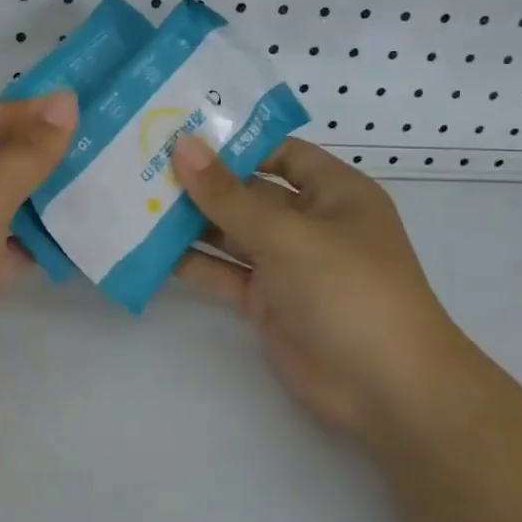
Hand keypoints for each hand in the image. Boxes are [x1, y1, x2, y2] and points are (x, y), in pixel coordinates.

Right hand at [171, 137, 466, 445]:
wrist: (385, 389)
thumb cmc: (347, 289)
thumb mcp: (286, 234)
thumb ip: (228, 195)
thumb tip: (183, 146)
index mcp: (333, 192)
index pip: (280, 152)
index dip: (235, 142)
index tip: (181, 132)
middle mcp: (309, 223)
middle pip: (249, 193)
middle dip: (202, 182)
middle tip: (143, 163)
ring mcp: (287, 265)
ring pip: (231, 234)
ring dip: (190, 222)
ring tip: (136, 201)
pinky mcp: (267, 303)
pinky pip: (224, 274)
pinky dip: (192, 264)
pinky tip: (149, 250)